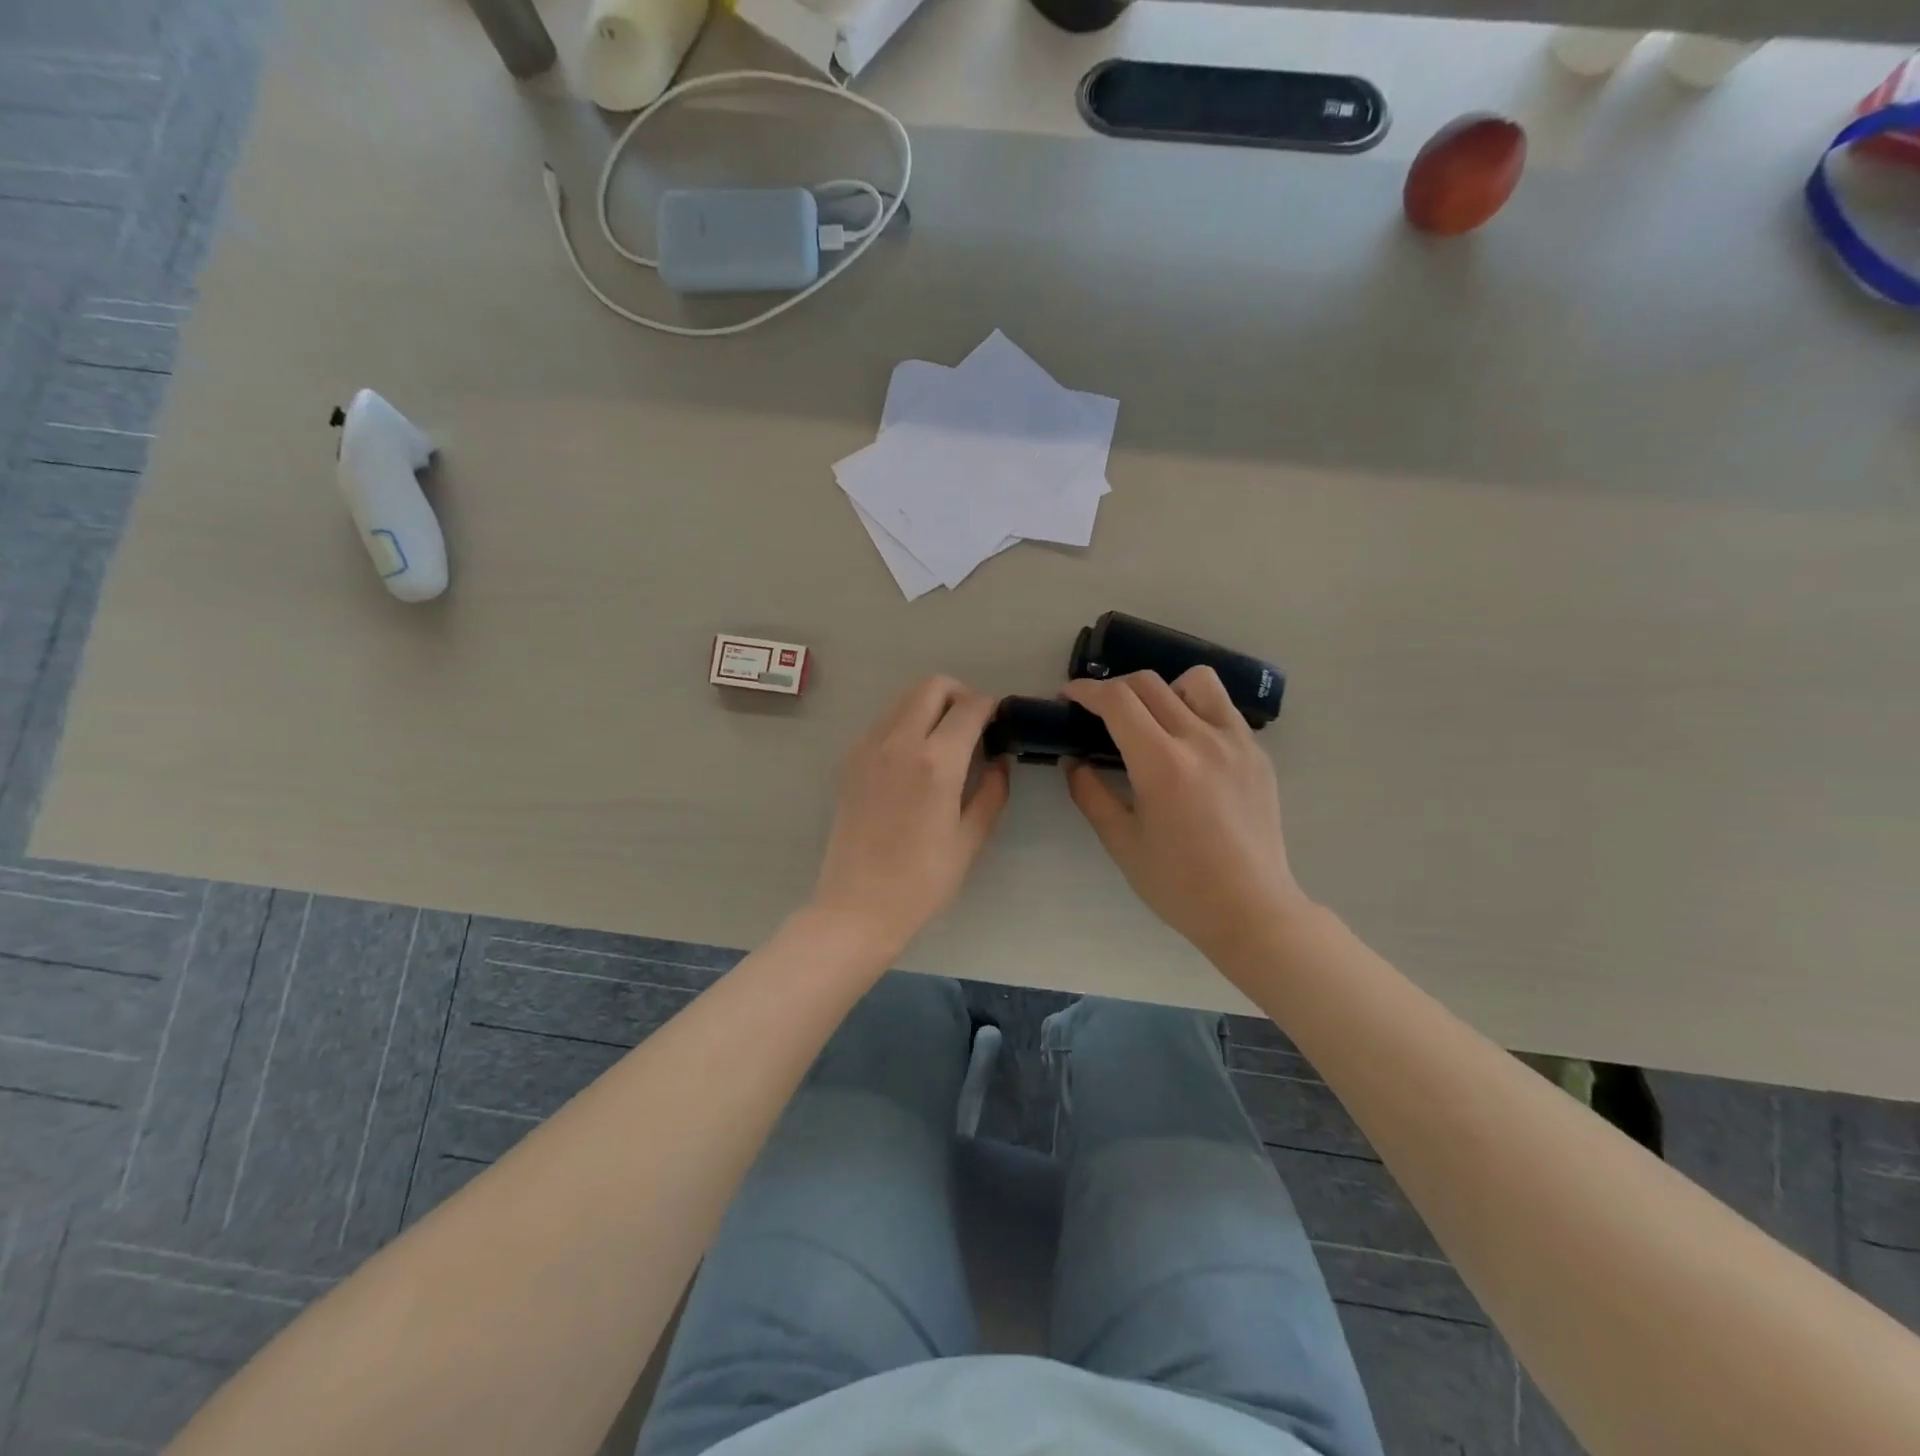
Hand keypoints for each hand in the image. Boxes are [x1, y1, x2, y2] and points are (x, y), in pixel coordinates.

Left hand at [809, 676, 1010, 959]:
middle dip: (960, 694)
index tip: (1001, 722)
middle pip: (932, 686)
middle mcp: (899, 742)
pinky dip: (906, 722)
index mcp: (936, 761)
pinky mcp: (851, 762)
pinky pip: (884, 722)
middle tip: (975, 726)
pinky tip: (916, 758)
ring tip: (946, 741)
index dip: (991, 707)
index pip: (970, 708)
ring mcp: (869, 748)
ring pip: (904, 699)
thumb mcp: (970, 839)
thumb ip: (992, 792)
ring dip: (931, 706)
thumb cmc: (922, 881)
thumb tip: (1000, 762)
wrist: (857, 906)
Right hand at [1063, 669, 1309, 969]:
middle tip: (1098, 712)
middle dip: (1114, 688)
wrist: (1251, 909)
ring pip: (1195, 681)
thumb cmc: (1178, 884)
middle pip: (1149, 683)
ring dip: (1163, 689)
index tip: (1069, 697)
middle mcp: (1201, 740)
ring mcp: (1236, 742)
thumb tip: (1073, 761)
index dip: (1086, 691)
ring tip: (1153, 719)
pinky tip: (1188, 744)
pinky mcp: (1257, 754)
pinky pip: (1223, 709)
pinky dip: (1196, 709)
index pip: (1118, 700)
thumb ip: (1090, 794)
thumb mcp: (1121, 842)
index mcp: (1162, 764)